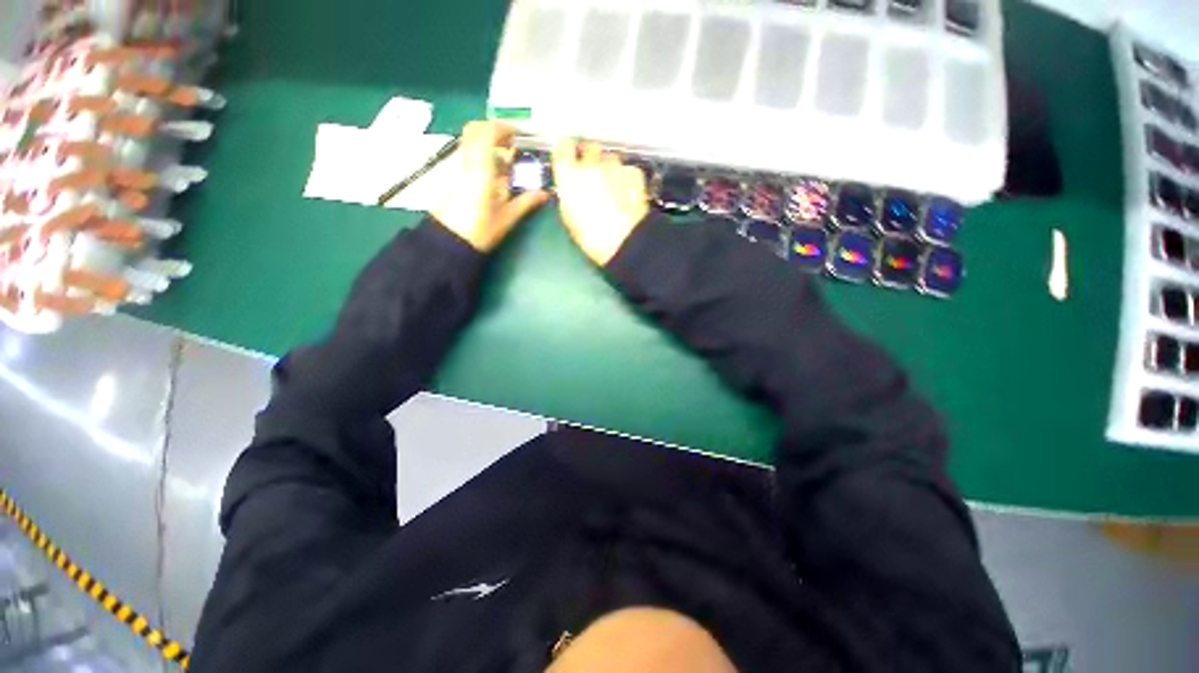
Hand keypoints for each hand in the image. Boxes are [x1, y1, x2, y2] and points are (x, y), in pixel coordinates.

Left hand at [431, 121, 548, 251]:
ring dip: (488, 141)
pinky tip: (494, 171)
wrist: (451, 240)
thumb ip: (526, 202)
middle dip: (495, 130)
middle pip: (475, 130)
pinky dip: (482, 153)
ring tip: (506, 156)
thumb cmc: (481, 229)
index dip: (504, 127)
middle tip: (512, 141)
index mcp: (481, 169)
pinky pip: (468, 153)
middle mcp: (467, 161)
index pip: (488, 133)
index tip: (519, 134)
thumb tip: (545, 194)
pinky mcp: (454, 175)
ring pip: (470, 140)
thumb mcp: (507, 217)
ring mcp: (458, 167)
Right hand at [552, 139, 649, 265]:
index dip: (568, 151)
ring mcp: (614, 165)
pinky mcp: (633, 172)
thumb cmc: (592, 235)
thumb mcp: (569, 217)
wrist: (622, 240)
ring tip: (613, 191)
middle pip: (590, 148)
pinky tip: (627, 195)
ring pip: (610, 159)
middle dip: (592, 158)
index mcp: (568, 173)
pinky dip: (627, 179)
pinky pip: (628, 170)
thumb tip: (571, 190)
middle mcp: (590, 163)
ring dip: (610, 170)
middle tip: (594, 176)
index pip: (563, 147)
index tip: (570, 157)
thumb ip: (568, 194)